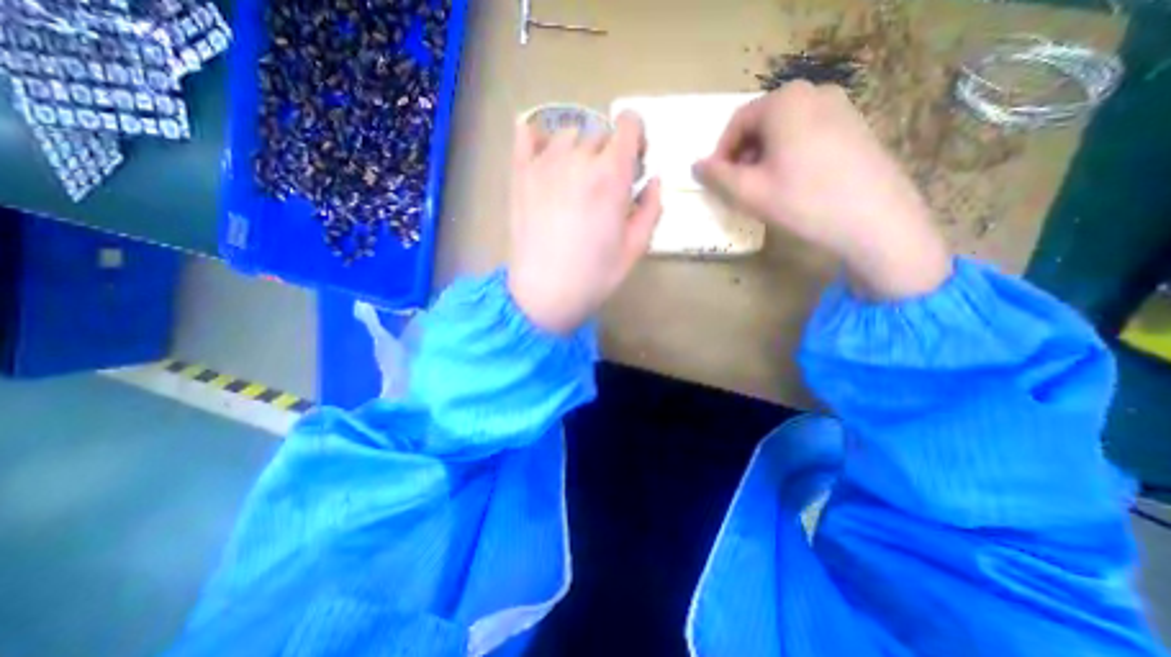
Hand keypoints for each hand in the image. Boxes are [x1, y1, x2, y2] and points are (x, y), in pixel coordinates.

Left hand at [509, 110, 662, 333]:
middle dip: (609, 150)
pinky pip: (525, 135)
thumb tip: (653, 179)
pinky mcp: (520, 175)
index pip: (629, 124)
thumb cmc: (594, 276)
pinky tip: (544, 154)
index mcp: (611, 175)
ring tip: (576, 178)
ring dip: (579, 148)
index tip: (634, 161)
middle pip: (600, 131)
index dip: (636, 137)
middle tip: (605, 182)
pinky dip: (537, 137)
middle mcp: (577, 159)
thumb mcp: (636, 247)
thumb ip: (651, 207)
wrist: (544, 293)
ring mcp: (544, 164)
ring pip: (567, 134)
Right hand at [693, 83, 950, 299]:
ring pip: (784, 130)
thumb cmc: (802, 201)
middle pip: (761, 123)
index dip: (721, 154)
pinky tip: (792, 184)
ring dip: (764, 157)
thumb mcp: (748, 192)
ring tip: (764, 188)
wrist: (874, 219)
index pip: (737, 123)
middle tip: (739, 187)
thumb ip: (716, 176)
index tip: (717, 182)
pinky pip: (807, 135)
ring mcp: (840, 107)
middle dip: (743, 155)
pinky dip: (789, 155)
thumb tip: (696, 166)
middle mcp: (814, 93)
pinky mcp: (855, 126)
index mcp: (784, 103)